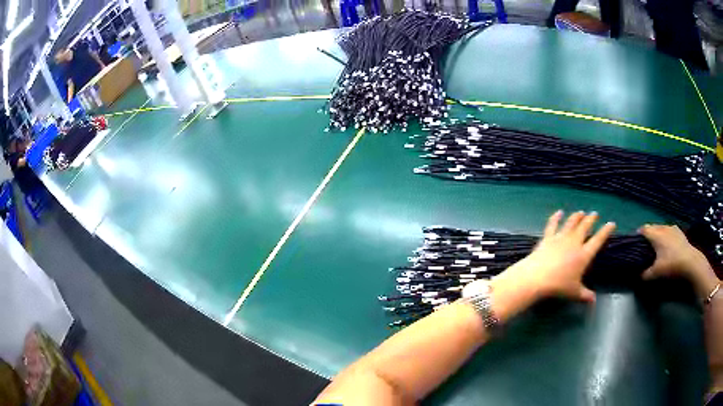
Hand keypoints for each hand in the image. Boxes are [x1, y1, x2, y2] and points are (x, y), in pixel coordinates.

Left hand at [497, 211, 614, 303]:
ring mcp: (560, 238)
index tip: (611, 223)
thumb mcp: (574, 292)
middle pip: (584, 227)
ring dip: (577, 217)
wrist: (537, 277)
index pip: (598, 240)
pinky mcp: (547, 238)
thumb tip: (594, 301)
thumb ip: (585, 295)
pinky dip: (555, 218)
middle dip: (591, 219)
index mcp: (584, 255)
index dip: (606, 231)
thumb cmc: (559, 286)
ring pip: (571, 223)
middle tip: (595, 214)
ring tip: (581, 212)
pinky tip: (558, 212)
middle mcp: (574, 242)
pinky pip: (552, 225)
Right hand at [639, 224, 718, 297]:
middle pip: (652, 227)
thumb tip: (638, 275)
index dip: (638, 235)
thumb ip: (646, 274)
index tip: (635, 242)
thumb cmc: (671, 265)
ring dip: (657, 234)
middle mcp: (663, 228)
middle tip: (645, 246)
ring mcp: (673, 228)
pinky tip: (668, 245)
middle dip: (648, 234)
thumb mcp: (656, 273)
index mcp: (656, 234)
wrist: (690, 261)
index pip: (644, 229)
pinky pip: (669, 231)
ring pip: (661, 228)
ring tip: (656, 245)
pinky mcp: (679, 232)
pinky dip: (665, 236)